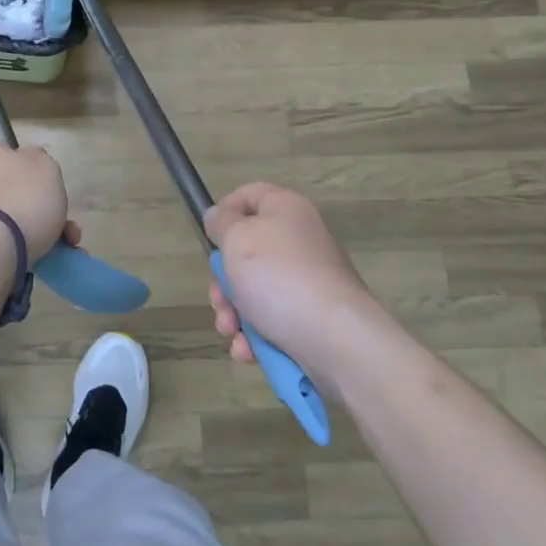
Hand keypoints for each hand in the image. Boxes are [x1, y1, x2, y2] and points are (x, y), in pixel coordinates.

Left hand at [0, 134, 75, 261]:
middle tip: (58, 218)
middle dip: (29, 202)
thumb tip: (27, 164)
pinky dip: (19, 249)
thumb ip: (36, 160)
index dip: (12, 159)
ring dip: (30, 229)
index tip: (33, 175)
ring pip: (0, 217)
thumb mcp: (44, 165)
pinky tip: (47, 259)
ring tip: (63, 246)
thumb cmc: (20, 195)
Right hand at [204, 182, 382, 380]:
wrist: (336, 340)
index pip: (250, 194)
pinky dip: (255, 335)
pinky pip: (273, 319)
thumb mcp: (237, 240)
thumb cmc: (279, 277)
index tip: (209, 236)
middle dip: (223, 280)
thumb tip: (218, 216)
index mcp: (286, 210)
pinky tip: (247, 350)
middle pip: (247, 251)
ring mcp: (308, 281)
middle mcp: (300, 240)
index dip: (224, 210)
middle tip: (219, 299)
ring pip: (255, 290)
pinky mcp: (312, 317)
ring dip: (234, 313)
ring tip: (231, 331)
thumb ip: (221, 223)